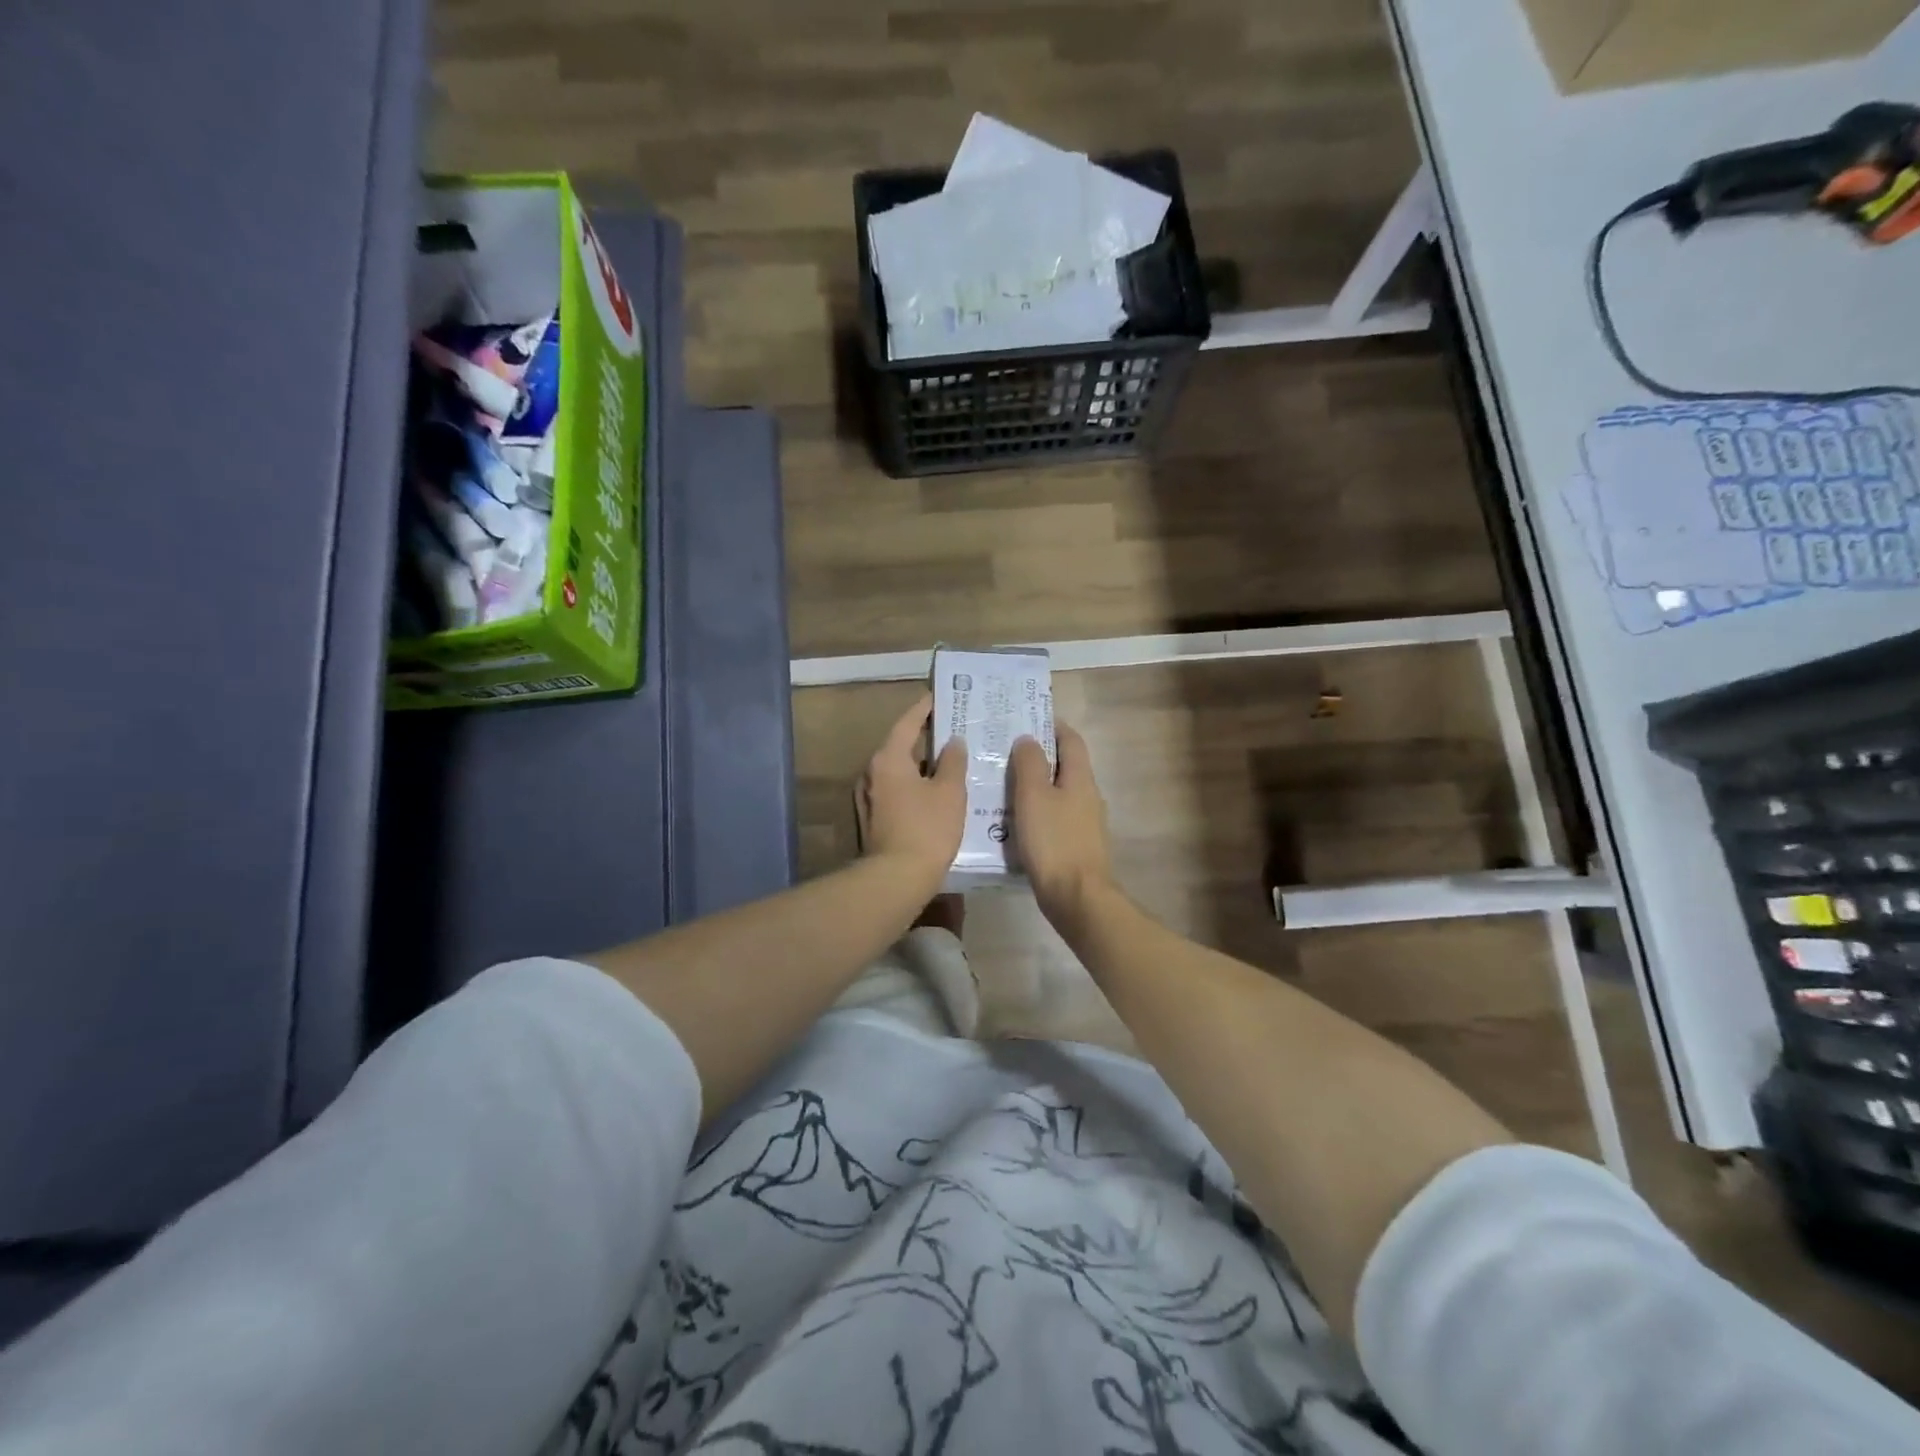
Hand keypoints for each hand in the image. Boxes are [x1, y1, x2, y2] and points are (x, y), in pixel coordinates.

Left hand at [856, 693, 966, 887]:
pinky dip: (914, 785)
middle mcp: (871, 773)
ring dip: (921, 765)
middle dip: (926, 738)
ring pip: (898, 771)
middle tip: (952, 730)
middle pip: (900, 746)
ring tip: (949, 761)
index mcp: (888, 759)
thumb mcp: (949, 792)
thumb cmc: (926, 829)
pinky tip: (935, 792)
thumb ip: (953, 762)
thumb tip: (953, 742)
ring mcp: (868, 797)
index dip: (924, 709)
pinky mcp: (872, 818)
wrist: (896, 879)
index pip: (907, 723)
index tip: (938, 697)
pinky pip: (896, 791)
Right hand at [1009, 722, 1114, 934]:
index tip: (1028, 718)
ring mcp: (1085, 823)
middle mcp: (1088, 796)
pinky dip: (1037, 812)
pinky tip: (1015, 822)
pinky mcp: (1077, 845)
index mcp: (1081, 778)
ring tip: (1003, 785)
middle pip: (1065, 766)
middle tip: (1005, 752)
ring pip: (1058, 793)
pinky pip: (1055, 818)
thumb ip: (1029, 764)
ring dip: (1036, 786)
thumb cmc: (1053, 841)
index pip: (1071, 740)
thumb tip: (1028, 739)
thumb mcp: (1033, 796)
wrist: (1076, 897)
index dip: (1052, 726)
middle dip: (1039, 756)